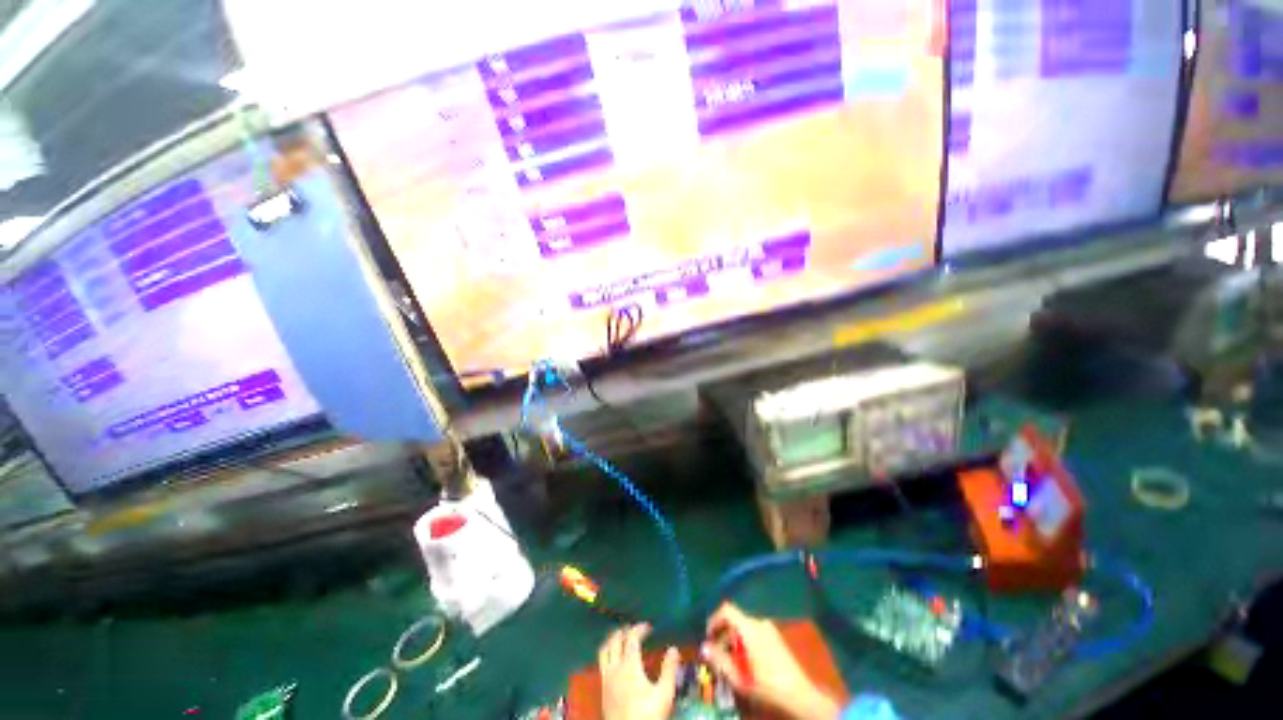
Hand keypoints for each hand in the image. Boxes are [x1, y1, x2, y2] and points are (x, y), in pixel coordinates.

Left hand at [599, 624, 679, 719]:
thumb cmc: (648, 714)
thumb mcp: (664, 693)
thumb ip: (669, 669)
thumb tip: (674, 649)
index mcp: (629, 664)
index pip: (631, 637)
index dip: (639, 628)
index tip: (648, 627)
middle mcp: (615, 667)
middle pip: (615, 639)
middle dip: (625, 630)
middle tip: (635, 630)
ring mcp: (606, 678)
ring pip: (604, 650)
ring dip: (612, 640)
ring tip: (621, 638)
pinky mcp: (602, 688)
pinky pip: (601, 663)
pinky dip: (607, 653)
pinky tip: (615, 659)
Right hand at [703, 604, 840, 719]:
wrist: (800, 694)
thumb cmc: (767, 685)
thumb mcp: (740, 677)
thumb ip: (720, 660)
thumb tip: (704, 647)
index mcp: (750, 627)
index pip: (727, 610)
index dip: (714, 619)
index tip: (708, 636)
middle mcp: (759, 622)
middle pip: (735, 620)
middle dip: (724, 635)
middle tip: (718, 655)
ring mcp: (770, 628)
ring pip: (745, 627)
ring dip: (735, 641)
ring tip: (732, 662)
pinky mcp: (777, 637)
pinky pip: (755, 632)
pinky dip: (746, 642)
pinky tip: (747, 662)